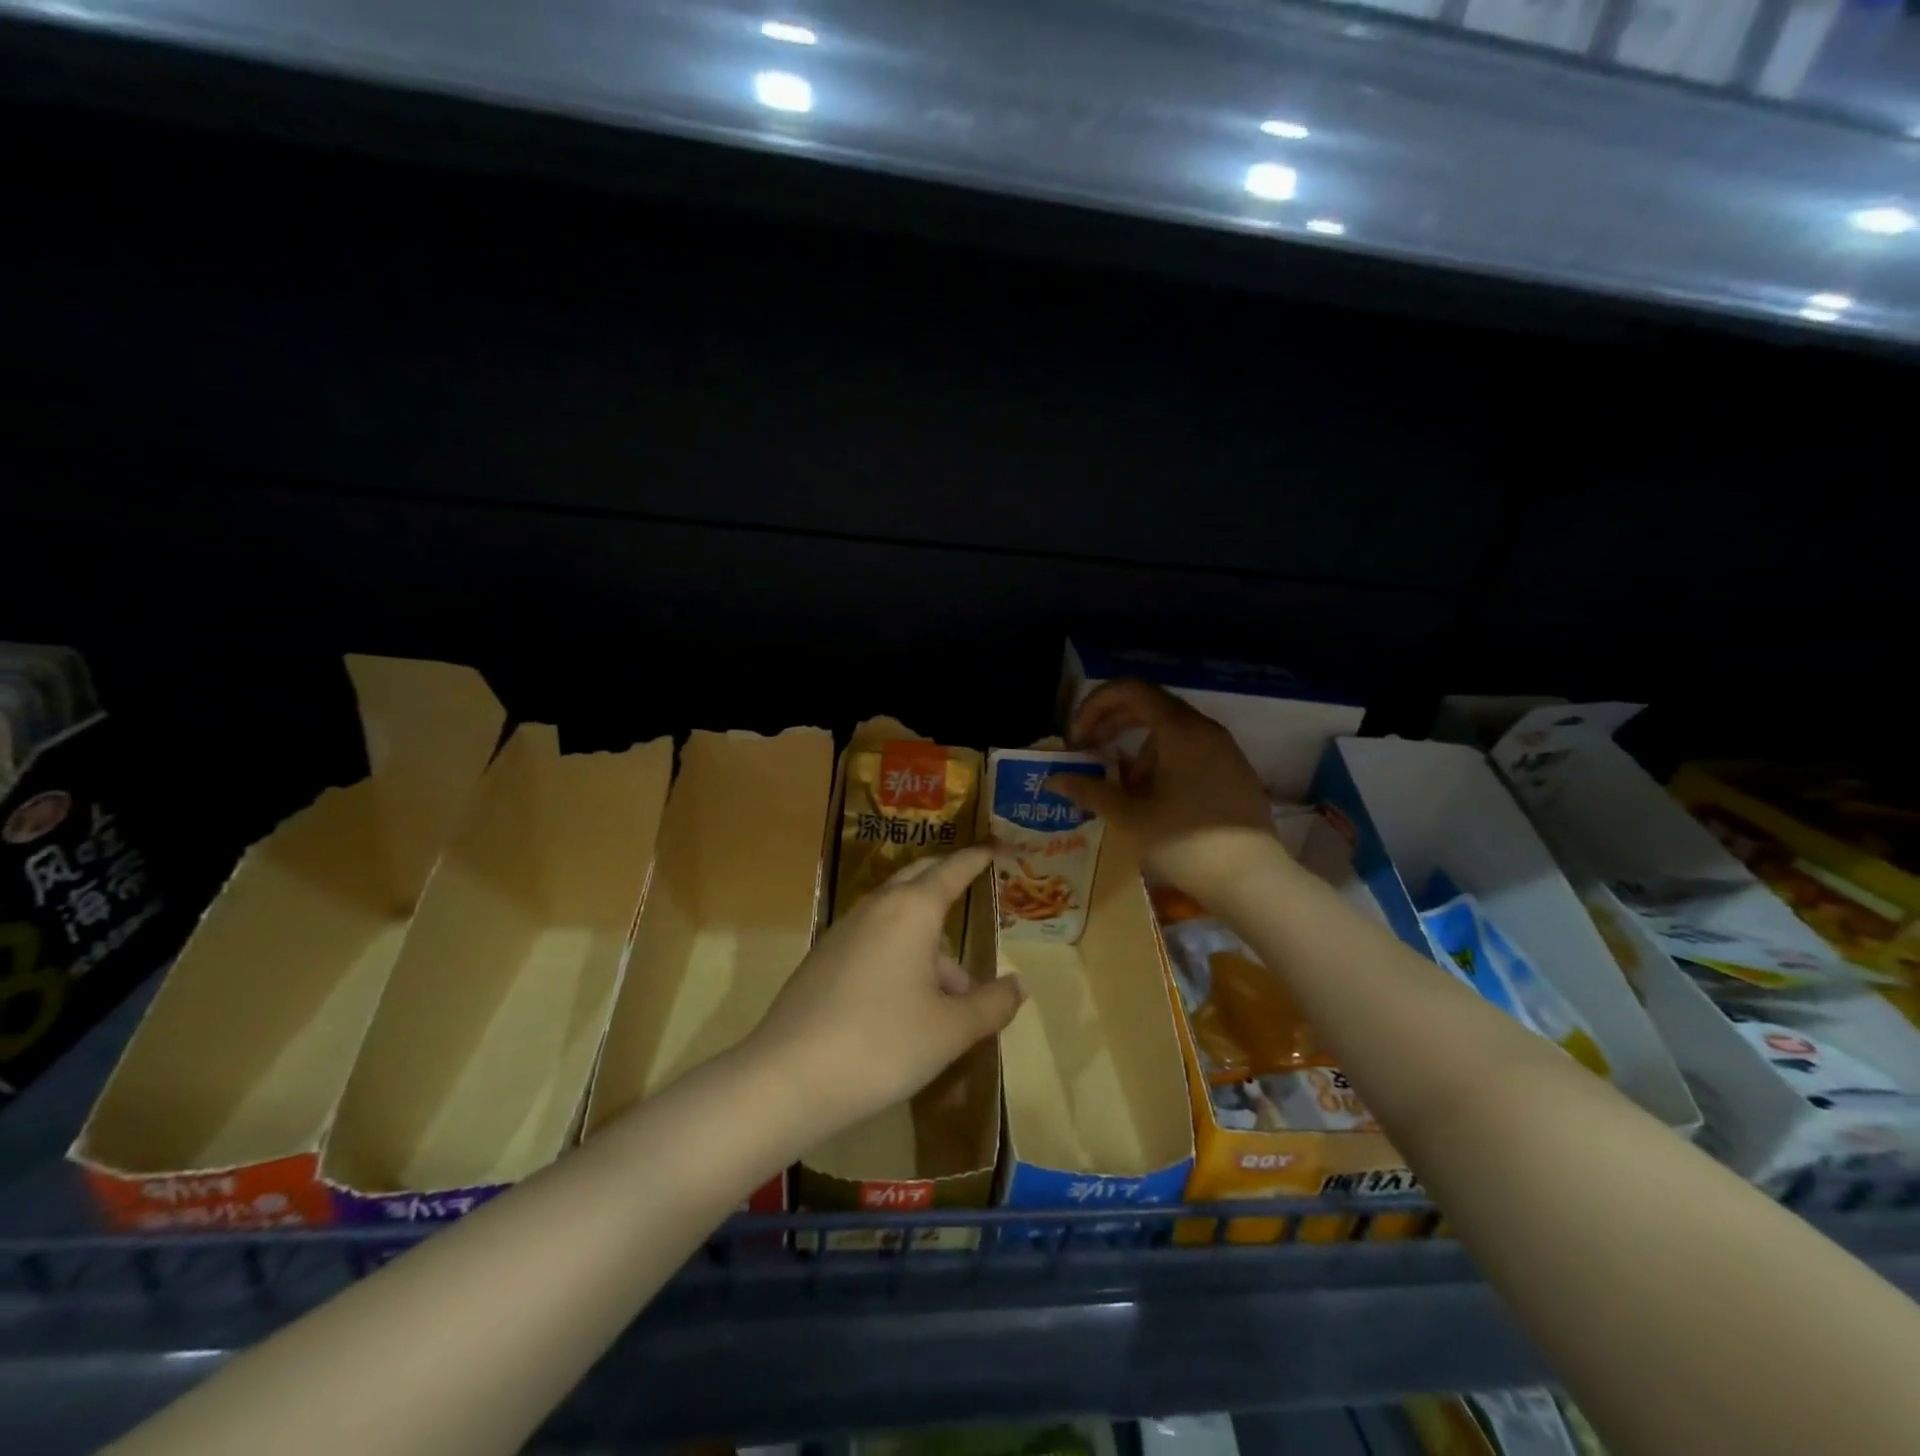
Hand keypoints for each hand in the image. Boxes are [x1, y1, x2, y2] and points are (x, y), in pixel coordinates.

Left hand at [745, 846, 1024, 1144]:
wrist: (788, 1077)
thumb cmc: (883, 1044)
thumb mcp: (950, 1030)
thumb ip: (991, 1005)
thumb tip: (1019, 986)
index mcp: (911, 911)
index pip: (950, 871)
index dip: (974, 860)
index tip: (991, 849)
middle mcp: (876, 909)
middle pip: (915, 881)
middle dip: (944, 882)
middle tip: (969, 888)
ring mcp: (843, 933)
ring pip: (894, 918)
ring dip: (925, 937)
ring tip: (951, 991)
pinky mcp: (822, 960)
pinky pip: (872, 941)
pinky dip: (898, 954)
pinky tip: (906, 1002)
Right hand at [1051, 678, 1285, 902]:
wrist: (1252, 881)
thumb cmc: (1185, 843)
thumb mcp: (1129, 817)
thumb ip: (1089, 790)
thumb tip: (1055, 779)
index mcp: (1179, 730)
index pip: (1130, 690)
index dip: (1094, 705)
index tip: (1076, 738)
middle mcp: (1205, 730)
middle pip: (1149, 706)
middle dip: (1111, 724)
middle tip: (1087, 752)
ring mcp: (1224, 751)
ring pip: (1169, 732)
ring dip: (1136, 749)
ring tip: (1121, 788)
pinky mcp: (1234, 773)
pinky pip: (1190, 751)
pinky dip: (1162, 761)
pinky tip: (1153, 798)